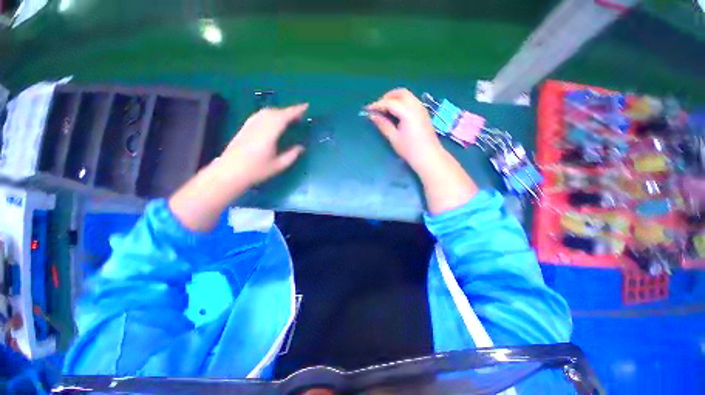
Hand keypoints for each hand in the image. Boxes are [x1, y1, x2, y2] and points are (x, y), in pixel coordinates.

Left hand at [169, 104, 307, 230]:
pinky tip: (273, 121)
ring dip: (279, 112)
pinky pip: (259, 115)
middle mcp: (259, 126)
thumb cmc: (256, 171)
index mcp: (269, 134)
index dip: (295, 110)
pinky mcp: (245, 128)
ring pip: (266, 112)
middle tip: (299, 116)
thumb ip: (291, 155)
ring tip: (288, 119)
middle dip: (288, 111)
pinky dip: (269, 114)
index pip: (284, 117)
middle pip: (275, 112)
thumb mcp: (278, 166)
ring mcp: (250, 125)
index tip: (305, 106)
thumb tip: (301, 147)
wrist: (230, 172)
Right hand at [366, 88, 445, 174]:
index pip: (390, 103)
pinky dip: (401, 102)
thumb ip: (383, 124)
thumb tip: (372, 115)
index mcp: (408, 112)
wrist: (429, 156)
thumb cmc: (410, 149)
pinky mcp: (423, 113)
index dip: (377, 105)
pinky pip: (411, 101)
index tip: (367, 109)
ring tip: (385, 110)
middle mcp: (416, 106)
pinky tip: (396, 113)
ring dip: (395, 98)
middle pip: (400, 93)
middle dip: (387, 97)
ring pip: (407, 96)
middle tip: (377, 107)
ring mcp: (421, 108)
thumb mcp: (394, 138)